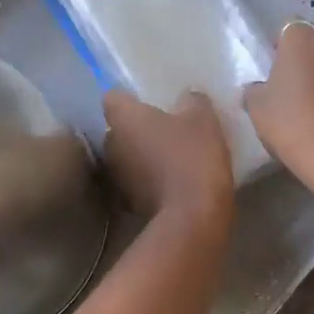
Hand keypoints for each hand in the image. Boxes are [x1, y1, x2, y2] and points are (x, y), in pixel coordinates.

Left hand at [102, 90, 234, 231]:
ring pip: (124, 157)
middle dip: (135, 129)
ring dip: (139, 156)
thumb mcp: (203, 120)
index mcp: (123, 118)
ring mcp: (115, 176)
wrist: (191, 217)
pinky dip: (146, 180)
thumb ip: (193, 100)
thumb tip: (187, 96)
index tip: (148, 102)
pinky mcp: (126, 202)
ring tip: (166, 157)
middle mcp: (110, 144)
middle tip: (162, 129)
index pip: (112, 97)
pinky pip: (134, 182)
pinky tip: (168, 182)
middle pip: (117, 129)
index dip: (128, 98)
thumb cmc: (193, 157)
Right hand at [243, 21, 313, 176]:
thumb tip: (256, 89)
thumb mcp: (257, 108)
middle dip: (304, 60)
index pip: (288, 29)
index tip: (272, 69)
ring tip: (309, 106)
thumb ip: (254, 92)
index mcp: (301, 39)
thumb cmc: (291, 120)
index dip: (280, 47)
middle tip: (289, 87)